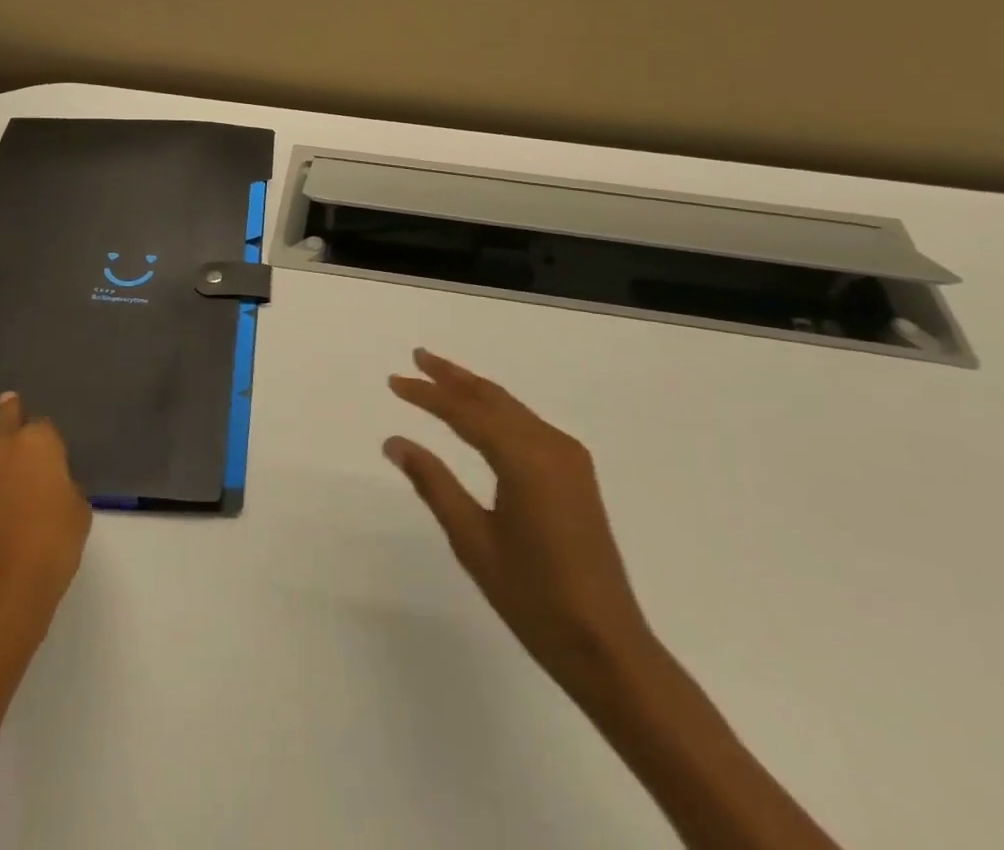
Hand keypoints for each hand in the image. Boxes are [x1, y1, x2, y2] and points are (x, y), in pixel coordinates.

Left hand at [0, 393, 92, 632]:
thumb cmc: (51, 545)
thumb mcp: (77, 512)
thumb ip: (64, 489)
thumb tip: (51, 487)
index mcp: (40, 444)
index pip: (42, 424)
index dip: (43, 429)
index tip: (42, 431)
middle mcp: (3, 448)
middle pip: (4, 419)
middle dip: (6, 409)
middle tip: (5, 399)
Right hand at [385, 349, 653, 697]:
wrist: (609, 647)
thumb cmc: (534, 599)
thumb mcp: (473, 540)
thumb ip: (433, 484)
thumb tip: (395, 441)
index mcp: (524, 458)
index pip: (465, 411)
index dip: (427, 394)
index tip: (394, 381)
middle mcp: (550, 445)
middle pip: (492, 397)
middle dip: (452, 376)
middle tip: (417, 357)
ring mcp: (569, 458)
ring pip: (512, 408)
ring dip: (474, 390)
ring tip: (440, 376)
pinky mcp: (576, 473)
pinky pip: (528, 426)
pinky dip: (498, 412)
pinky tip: (480, 415)